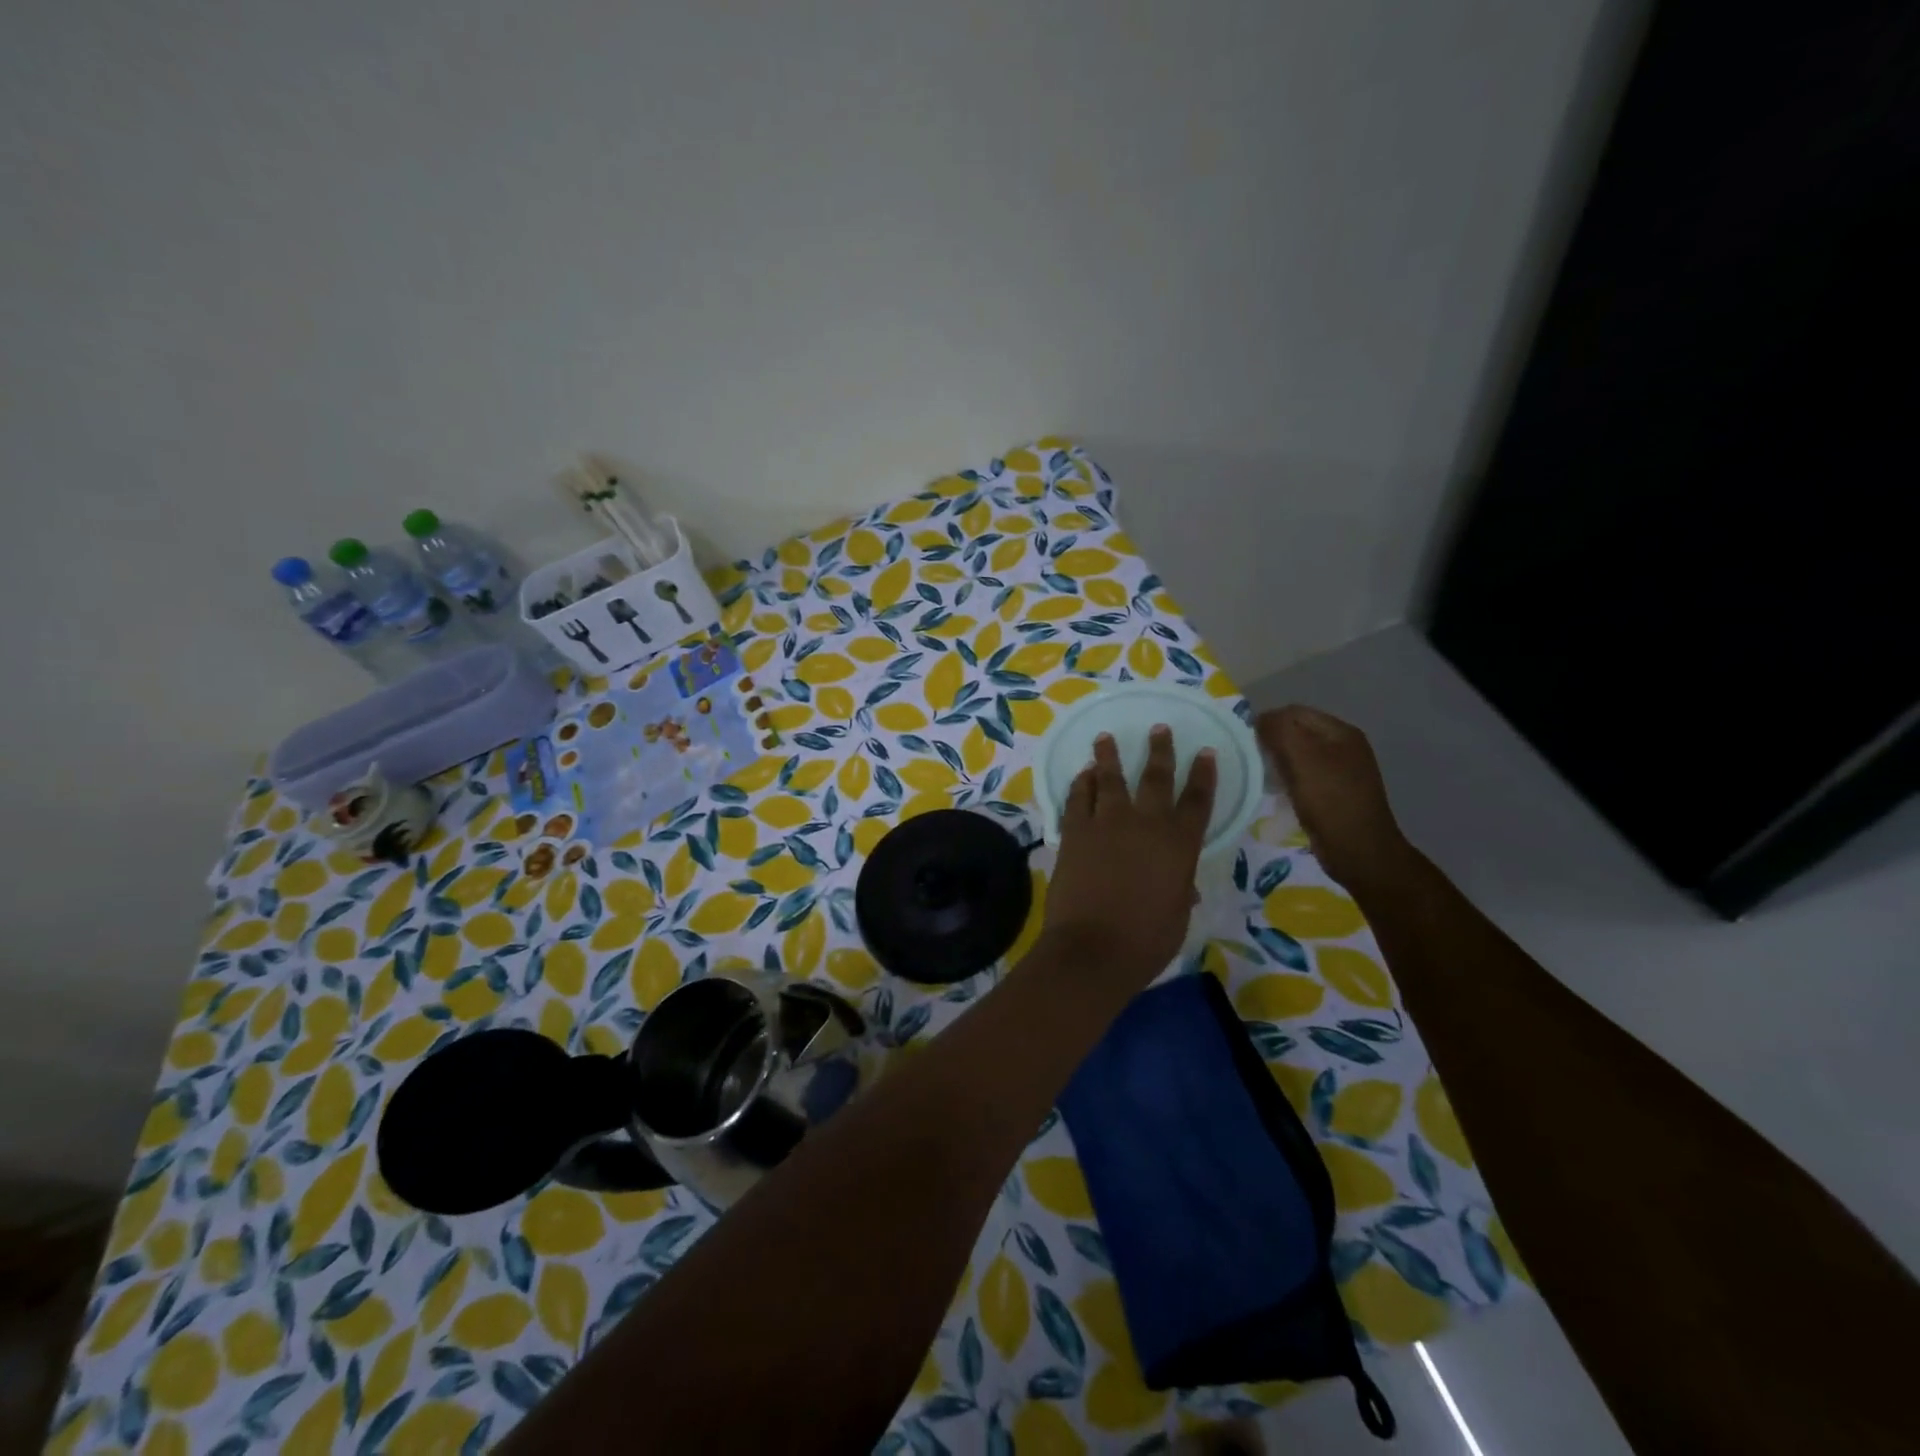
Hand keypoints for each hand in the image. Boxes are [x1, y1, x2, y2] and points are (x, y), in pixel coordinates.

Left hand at [1042, 727, 1216, 986]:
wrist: (1093, 948)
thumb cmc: (1145, 941)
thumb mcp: (1177, 916)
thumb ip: (1180, 889)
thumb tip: (1182, 882)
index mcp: (1179, 845)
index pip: (1198, 801)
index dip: (1203, 775)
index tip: (1205, 752)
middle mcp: (1145, 824)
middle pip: (1155, 777)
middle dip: (1160, 750)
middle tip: (1159, 728)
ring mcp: (1106, 824)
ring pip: (1109, 779)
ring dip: (1109, 756)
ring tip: (1106, 737)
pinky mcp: (1074, 832)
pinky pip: (1078, 798)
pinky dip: (1081, 783)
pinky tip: (1082, 773)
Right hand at [1255, 706, 1413, 892]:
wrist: (1359, 852)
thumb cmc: (1330, 802)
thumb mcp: (1303, 759)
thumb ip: (1280, 731)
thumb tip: (1259, 720)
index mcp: (1341, 732)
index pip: (1294, 712)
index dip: (1268, 721)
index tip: (1245, 742)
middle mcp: (1343, 746)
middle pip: (1297, 732)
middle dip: (1272, 741)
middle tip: (1250, 760)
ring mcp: (1340, 771)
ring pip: (1298, 755)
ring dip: (1277, 761)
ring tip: (1260, 776)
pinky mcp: (1333, 793)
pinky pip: (1303, 775)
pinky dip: (1287, 779)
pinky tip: (1276, 792)